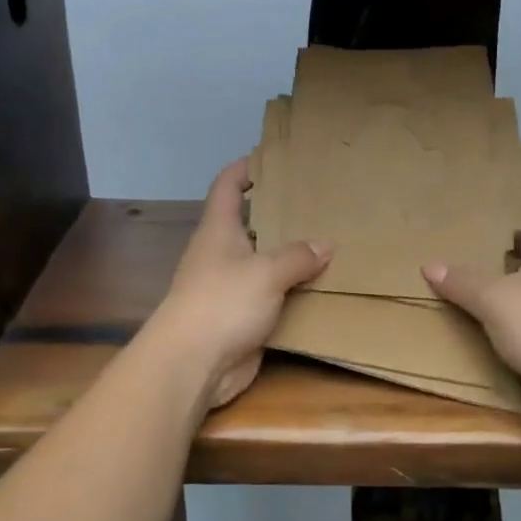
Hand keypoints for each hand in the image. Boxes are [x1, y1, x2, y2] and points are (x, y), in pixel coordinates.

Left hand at [147, 159, 331, 408]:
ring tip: (327, 243)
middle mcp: (221, 253)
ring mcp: (229, 287)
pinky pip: (270, 297)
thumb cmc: (223, 302)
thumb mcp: (266, 271)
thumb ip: (298, 256)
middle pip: (248, 224)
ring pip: (262, 263)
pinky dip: (291, 293)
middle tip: (315, 203)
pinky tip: (319, 289)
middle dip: (277, 214)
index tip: (270, 158)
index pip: (227, 186)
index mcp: (218, 230)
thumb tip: (325, 245)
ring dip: (288, 257)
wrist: (193, 363)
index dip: (244, 169)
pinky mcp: (240, 318)